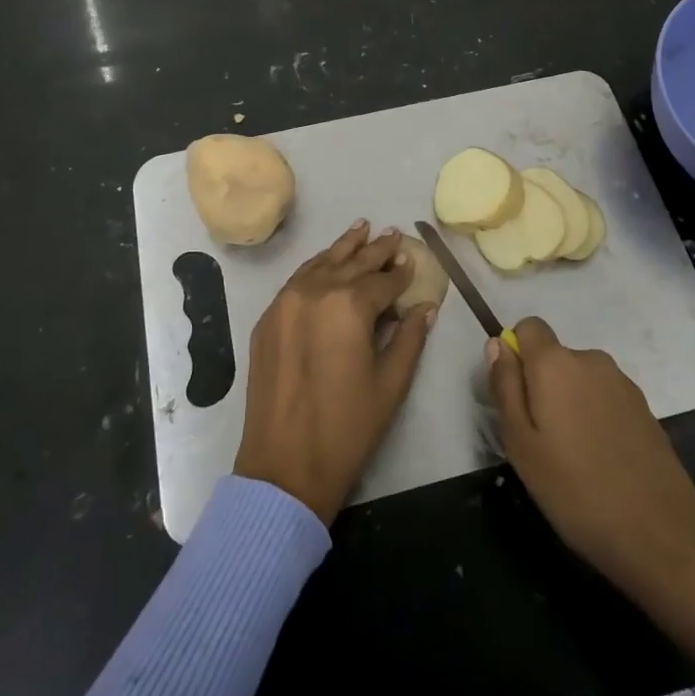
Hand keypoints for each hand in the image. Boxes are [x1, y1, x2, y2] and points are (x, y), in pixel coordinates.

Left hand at [233, 222, 437, 524]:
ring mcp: (285, 302)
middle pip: (352, 263)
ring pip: (321, 263)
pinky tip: (327, 261)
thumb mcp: (390, 384)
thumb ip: (410, 338)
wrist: (283, 467)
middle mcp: (315, 292)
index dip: (401, 273)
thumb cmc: (347, 429)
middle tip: (393, 233)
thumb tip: (426, 307)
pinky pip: (297, 280)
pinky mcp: (267, 318)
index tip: (413, 260)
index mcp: (349, 306)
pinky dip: (316, 266)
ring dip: (344, 247)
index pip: (383, 281)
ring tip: (362, 228)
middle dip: (376, 250)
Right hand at [488, 317, 694, 695]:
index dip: (519, 353)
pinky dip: (597, 419)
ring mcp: (625, 385)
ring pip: (581, 379)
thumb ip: (505, 387)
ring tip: (570, 460)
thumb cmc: (579, 496)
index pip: (531, 328)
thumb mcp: (522, 447)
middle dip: (542, 382)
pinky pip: (607, 399)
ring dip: (571, 403)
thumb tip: (499, 344)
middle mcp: (594, 361)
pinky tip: (602, 467)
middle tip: (537, 439)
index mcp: (560, 362)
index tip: (514, 393)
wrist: (666, 541)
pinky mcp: (648, 412)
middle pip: (557, 354)